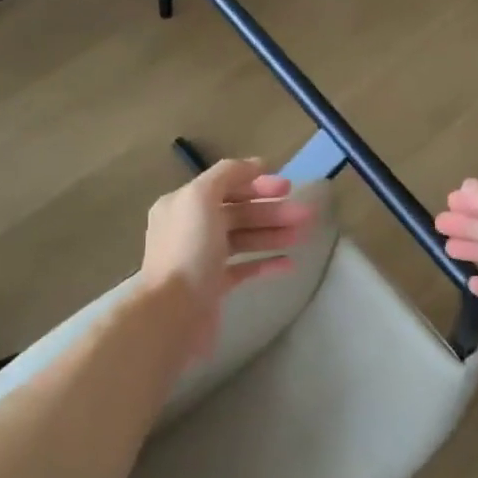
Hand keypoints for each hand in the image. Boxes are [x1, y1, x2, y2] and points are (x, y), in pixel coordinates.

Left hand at [141, 159, 312, 367]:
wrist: (172, 312)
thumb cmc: (189, 250)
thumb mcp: (201, 198)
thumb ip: (227, 175)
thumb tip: (255, 165)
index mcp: (183, 205)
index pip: (225, 186)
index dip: (257, 184)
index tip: (288, 187)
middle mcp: (190, 228)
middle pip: (238, 213)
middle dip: (273, 211)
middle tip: (306, 215)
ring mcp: (202, 259)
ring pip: (244, 239)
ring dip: (275, 234)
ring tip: (303, 235)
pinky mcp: (214, 287)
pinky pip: (244, 269)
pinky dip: (266, 263)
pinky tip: (289, 263)